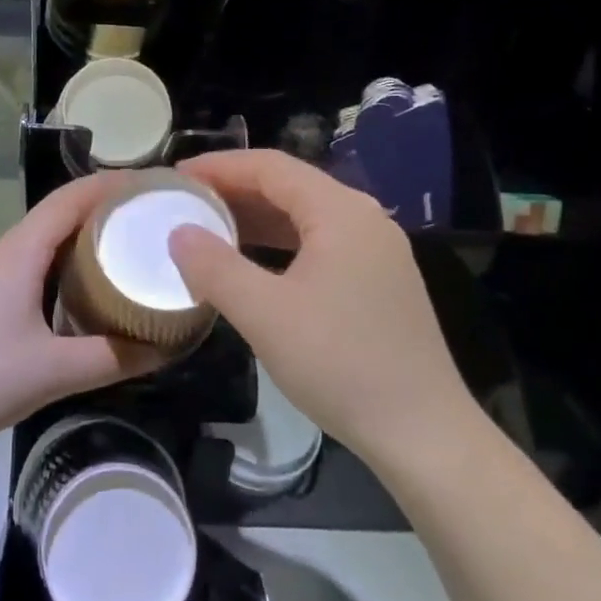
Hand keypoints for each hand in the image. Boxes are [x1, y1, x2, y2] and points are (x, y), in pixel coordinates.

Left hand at [0, 173, 165, 452]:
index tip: (155, 186)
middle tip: (152, 221)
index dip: (113, 184)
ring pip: (44, 241)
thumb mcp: (54, 372)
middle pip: (59, 214)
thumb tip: (167, 345)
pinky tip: (82, 293)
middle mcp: (4, 252)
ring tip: (127, 251)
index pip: (71, 198)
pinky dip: (64, 265)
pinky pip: (32, 265)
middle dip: (105, 210)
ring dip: (83, 238)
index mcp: (20, 252)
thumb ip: (113, 359)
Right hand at [167, 149, 476, 462]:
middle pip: (290, 186)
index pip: (271, 167)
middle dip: (235, 190)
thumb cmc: (340, 364)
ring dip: (257, 218)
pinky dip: (280, 244)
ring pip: (305, 216)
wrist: (423, 434)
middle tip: (187, 202)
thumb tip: (178, 233)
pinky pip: (320, 243)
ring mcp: (377, 250)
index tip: (176, 176)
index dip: (219, 166)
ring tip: (210, 228)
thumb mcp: (265, 315)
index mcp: (340, 212)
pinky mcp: (380, 280)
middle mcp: (364, 218)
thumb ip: (214, 267)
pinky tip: (254, 264)